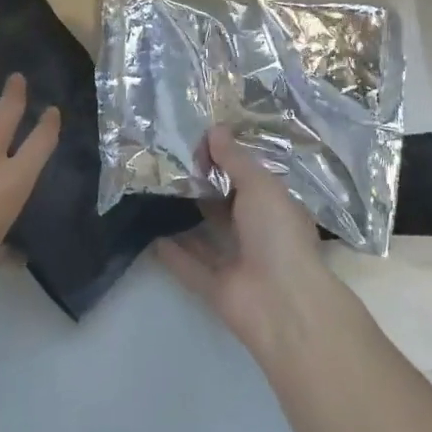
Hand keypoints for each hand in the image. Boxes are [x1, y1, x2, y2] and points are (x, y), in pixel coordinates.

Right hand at [154, 128, 338, 356]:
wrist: (281, 302)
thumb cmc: (277, 234)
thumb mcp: (260, 185)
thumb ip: (235, 159)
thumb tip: (215, 129)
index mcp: (276, 209)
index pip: (249, 180)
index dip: (226, 162)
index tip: (196, 143)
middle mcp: (258, 234)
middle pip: (226, 206)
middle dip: (203, 187)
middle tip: (168, 163)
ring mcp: (237, 262)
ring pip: (207, 235)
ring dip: (185, 218)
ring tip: (154, 193)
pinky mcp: (215, 287)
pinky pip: (189, 266)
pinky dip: (172, 253)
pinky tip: (150, 234)